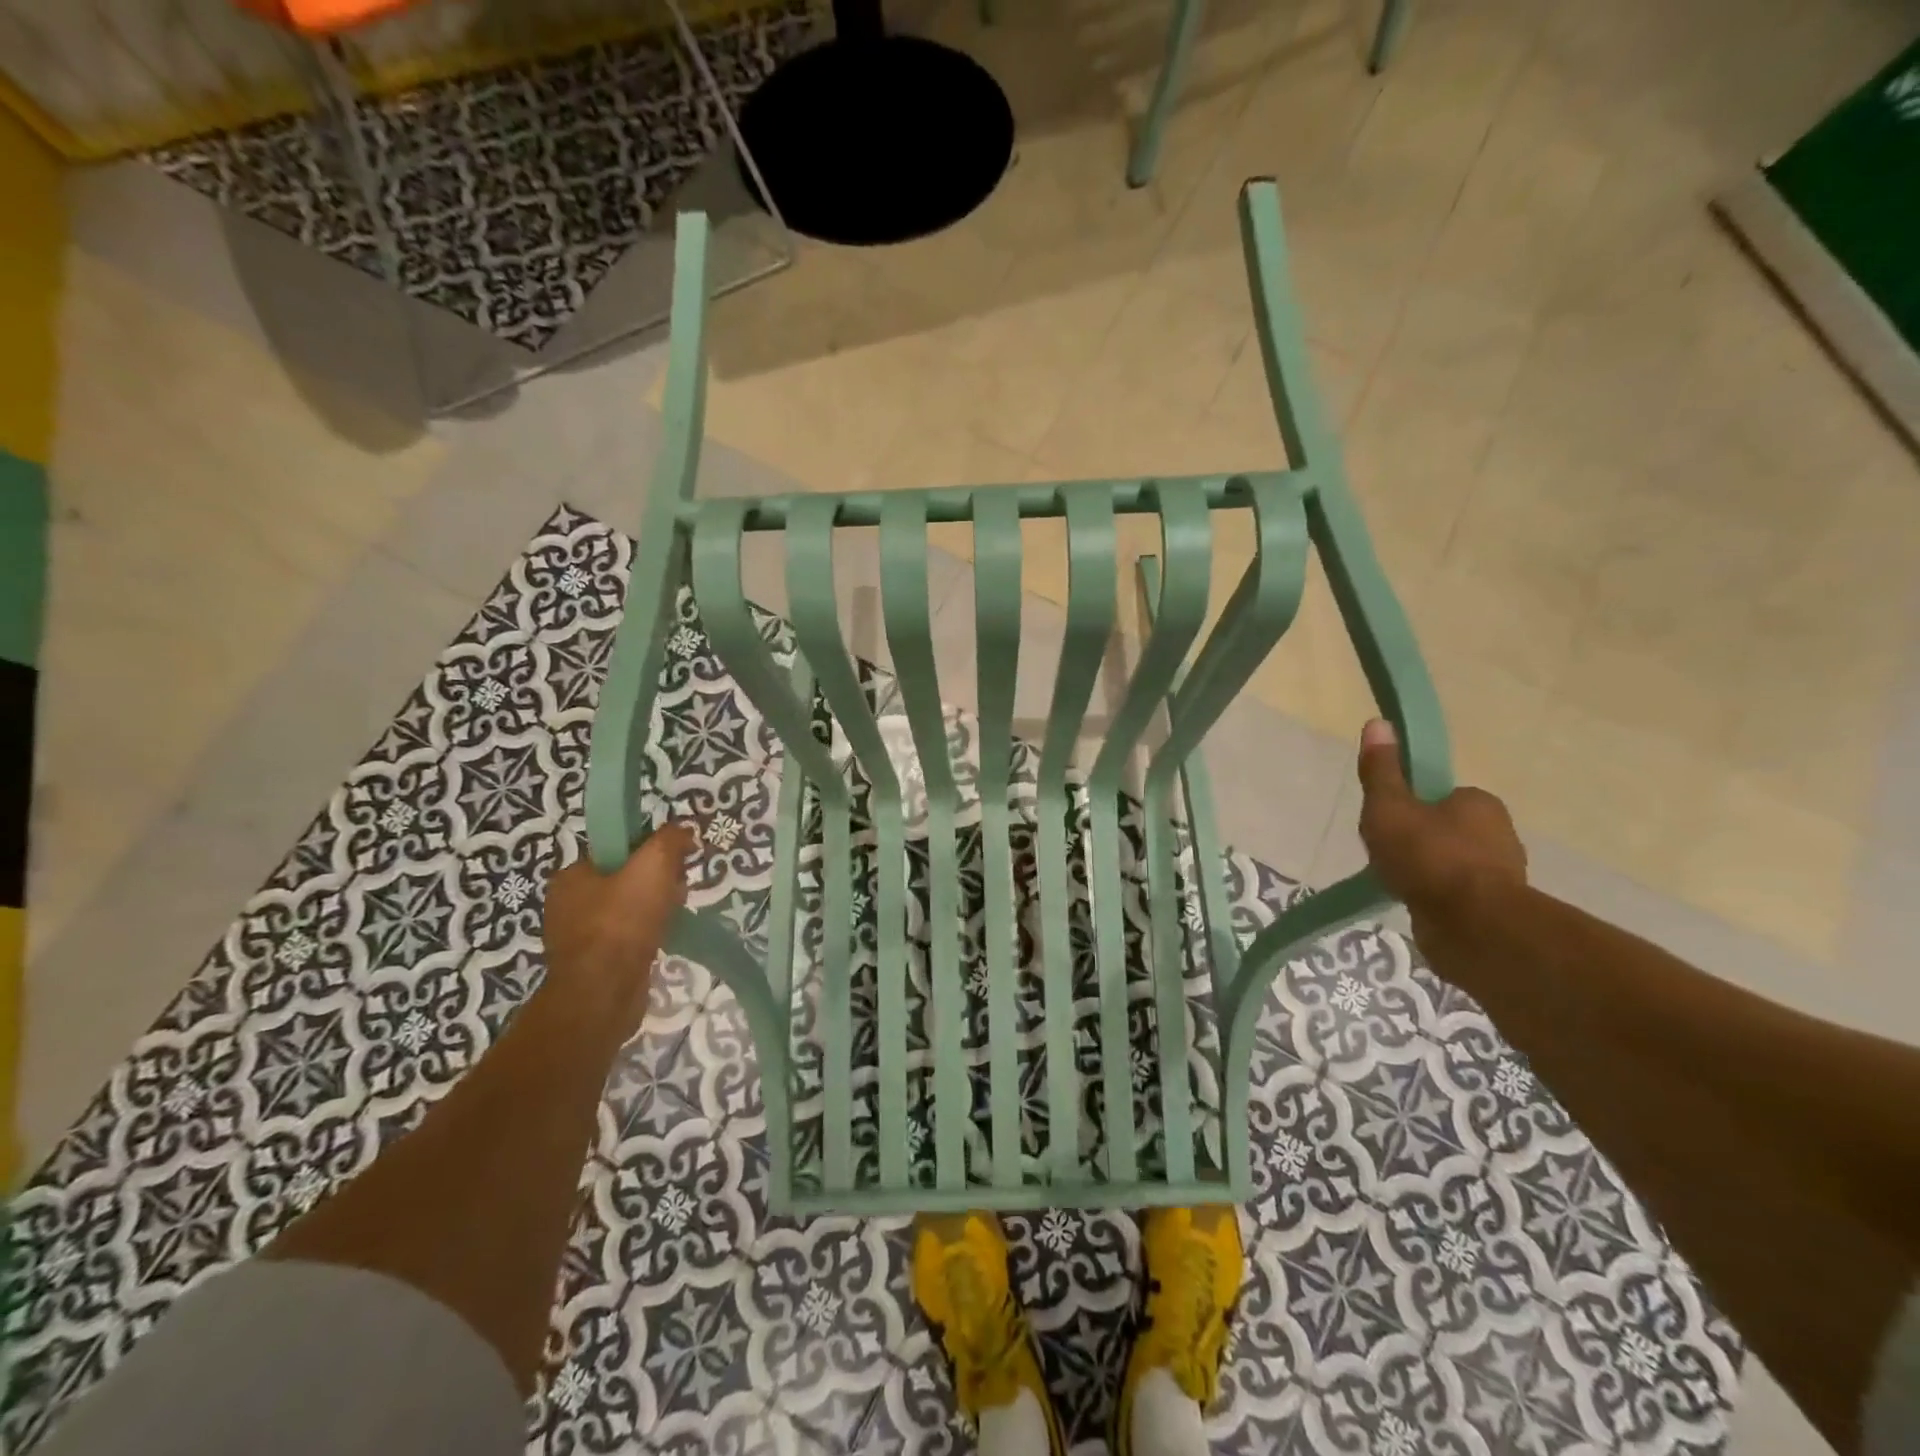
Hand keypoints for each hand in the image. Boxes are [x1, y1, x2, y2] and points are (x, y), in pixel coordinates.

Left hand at [541, 826, 692, 1034]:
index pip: (618, 850)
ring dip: (656, 909)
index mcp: (571, 876)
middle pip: (627, 878)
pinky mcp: (594, 963)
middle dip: (658, 882)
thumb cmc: (622, 924)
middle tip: (678, 892)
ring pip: (630, 909)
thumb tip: (684, 830)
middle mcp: (568, 904)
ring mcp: (579, 936)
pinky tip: (663, 939)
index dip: (651, 851)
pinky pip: (628, 936)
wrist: (602, 995)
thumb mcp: (653, 866)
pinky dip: (648, 934)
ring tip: (674, 917)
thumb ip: (670, 840)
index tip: (675, 863)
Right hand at [1356, 719, 1525, 928]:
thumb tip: (1378, 722)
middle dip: (1417, 840)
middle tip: (1385, 854)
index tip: (1386, 823)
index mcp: (1479, 803)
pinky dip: (1436, 897)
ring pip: (1452, 863)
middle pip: (1445, 828)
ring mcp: (1501, 874)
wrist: (1472, 926)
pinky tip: (1415, 904)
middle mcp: (1499, 833)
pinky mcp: (1495, 909)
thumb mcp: (1389, 808)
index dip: (1410, 806)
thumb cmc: (1428, 857)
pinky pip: (1456, 894)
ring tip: (1396, 882)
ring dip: (1427, 871)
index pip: (1440, 795)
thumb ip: (1382, 771)